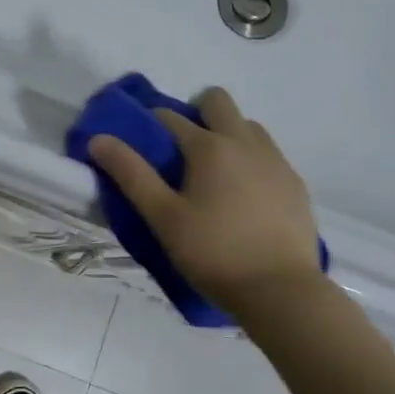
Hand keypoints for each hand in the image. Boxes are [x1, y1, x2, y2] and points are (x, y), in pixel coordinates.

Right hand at [88, 87, 320, 310]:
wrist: (280, 291)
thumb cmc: (212, 252)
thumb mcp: (162, 216)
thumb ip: (130, 174)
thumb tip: (98, 139)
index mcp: (209, 147)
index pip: (170, 117)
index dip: (149, 125)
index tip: (139, 145)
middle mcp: (245, 143)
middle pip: (218, 102)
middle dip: (195, 113)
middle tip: (180, 151)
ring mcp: (276, 162)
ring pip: (247, 126)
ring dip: (226, 135)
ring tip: (212, 176)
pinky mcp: (295, 184)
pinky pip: (267, 155)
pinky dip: (249, 160)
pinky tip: (241, 197)